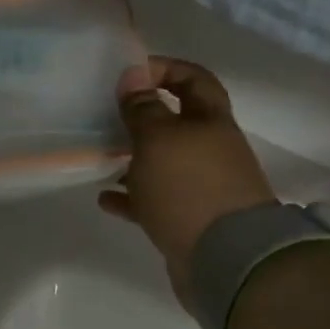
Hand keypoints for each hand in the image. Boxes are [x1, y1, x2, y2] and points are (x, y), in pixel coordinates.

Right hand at [98, 56, 276, 298]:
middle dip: (143, 117)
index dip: (164, 68)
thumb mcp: (158, 139)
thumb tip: (134, 74)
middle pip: (177, 122)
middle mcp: (211, 150)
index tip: (129, 74)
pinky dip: (131, 197)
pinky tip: (105, 198)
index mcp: (211, 121)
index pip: (194, 79)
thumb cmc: (189, 187)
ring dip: (134, 159)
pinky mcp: (189, 220)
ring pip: (164, 163)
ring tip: (102, 157)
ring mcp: (202, 187)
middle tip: (108, 116)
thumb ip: (143, 107)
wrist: (227, 260)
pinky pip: (155, 201)